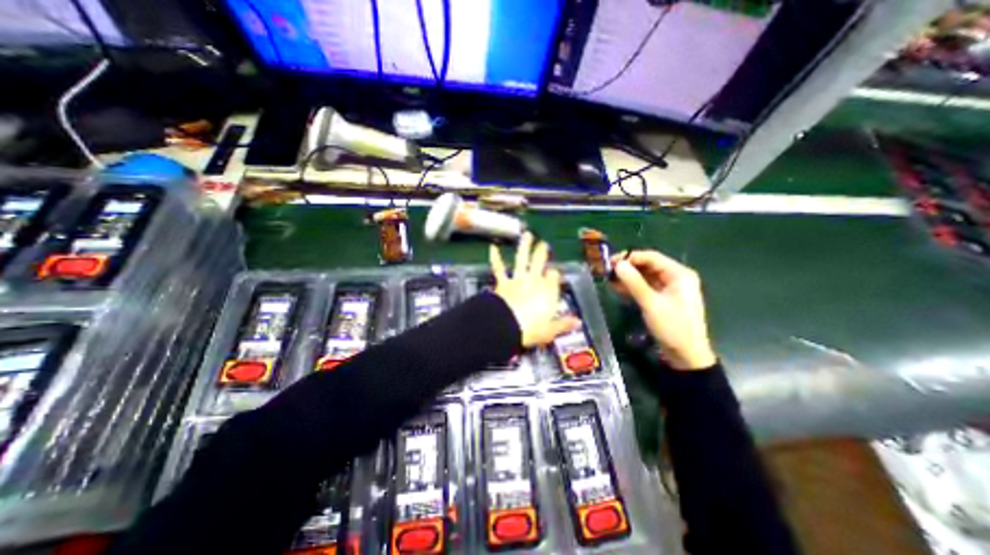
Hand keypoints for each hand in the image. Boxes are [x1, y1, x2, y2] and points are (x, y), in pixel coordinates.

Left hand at [488, 233, 582, 345]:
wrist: (507, 326)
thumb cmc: (530, 329)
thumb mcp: (551, 330)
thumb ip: (564, 323)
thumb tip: (577, 322)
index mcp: (548, 291)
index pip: (554, 277)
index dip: (554, 275)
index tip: (555, 274)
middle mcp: (534, 281)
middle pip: (540, 262)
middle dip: (542, 252)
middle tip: (543, 244)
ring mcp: (518, 279)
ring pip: (522, 259)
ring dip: (524, 246)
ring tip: (527, 235)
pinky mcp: (503, 282)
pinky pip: (499, 268)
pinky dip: (496, 257)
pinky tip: (493, 248)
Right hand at [607, 249, 716, 369]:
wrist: (686, 356)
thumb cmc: (673, 327)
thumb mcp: (651, 304)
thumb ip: (634, 282)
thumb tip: (617, 264)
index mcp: (679, 274)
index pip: (651, 257)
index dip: (630, 257)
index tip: (610, 262)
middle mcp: (675, 278)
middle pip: (647, 266)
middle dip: (627, 267)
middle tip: (607, 271)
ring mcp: (668, 289)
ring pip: (644, 277)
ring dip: (627, 277)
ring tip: (609, 280)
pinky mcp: (661, 299)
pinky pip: (645, 287)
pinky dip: (632, 287)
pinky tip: (617, 288)